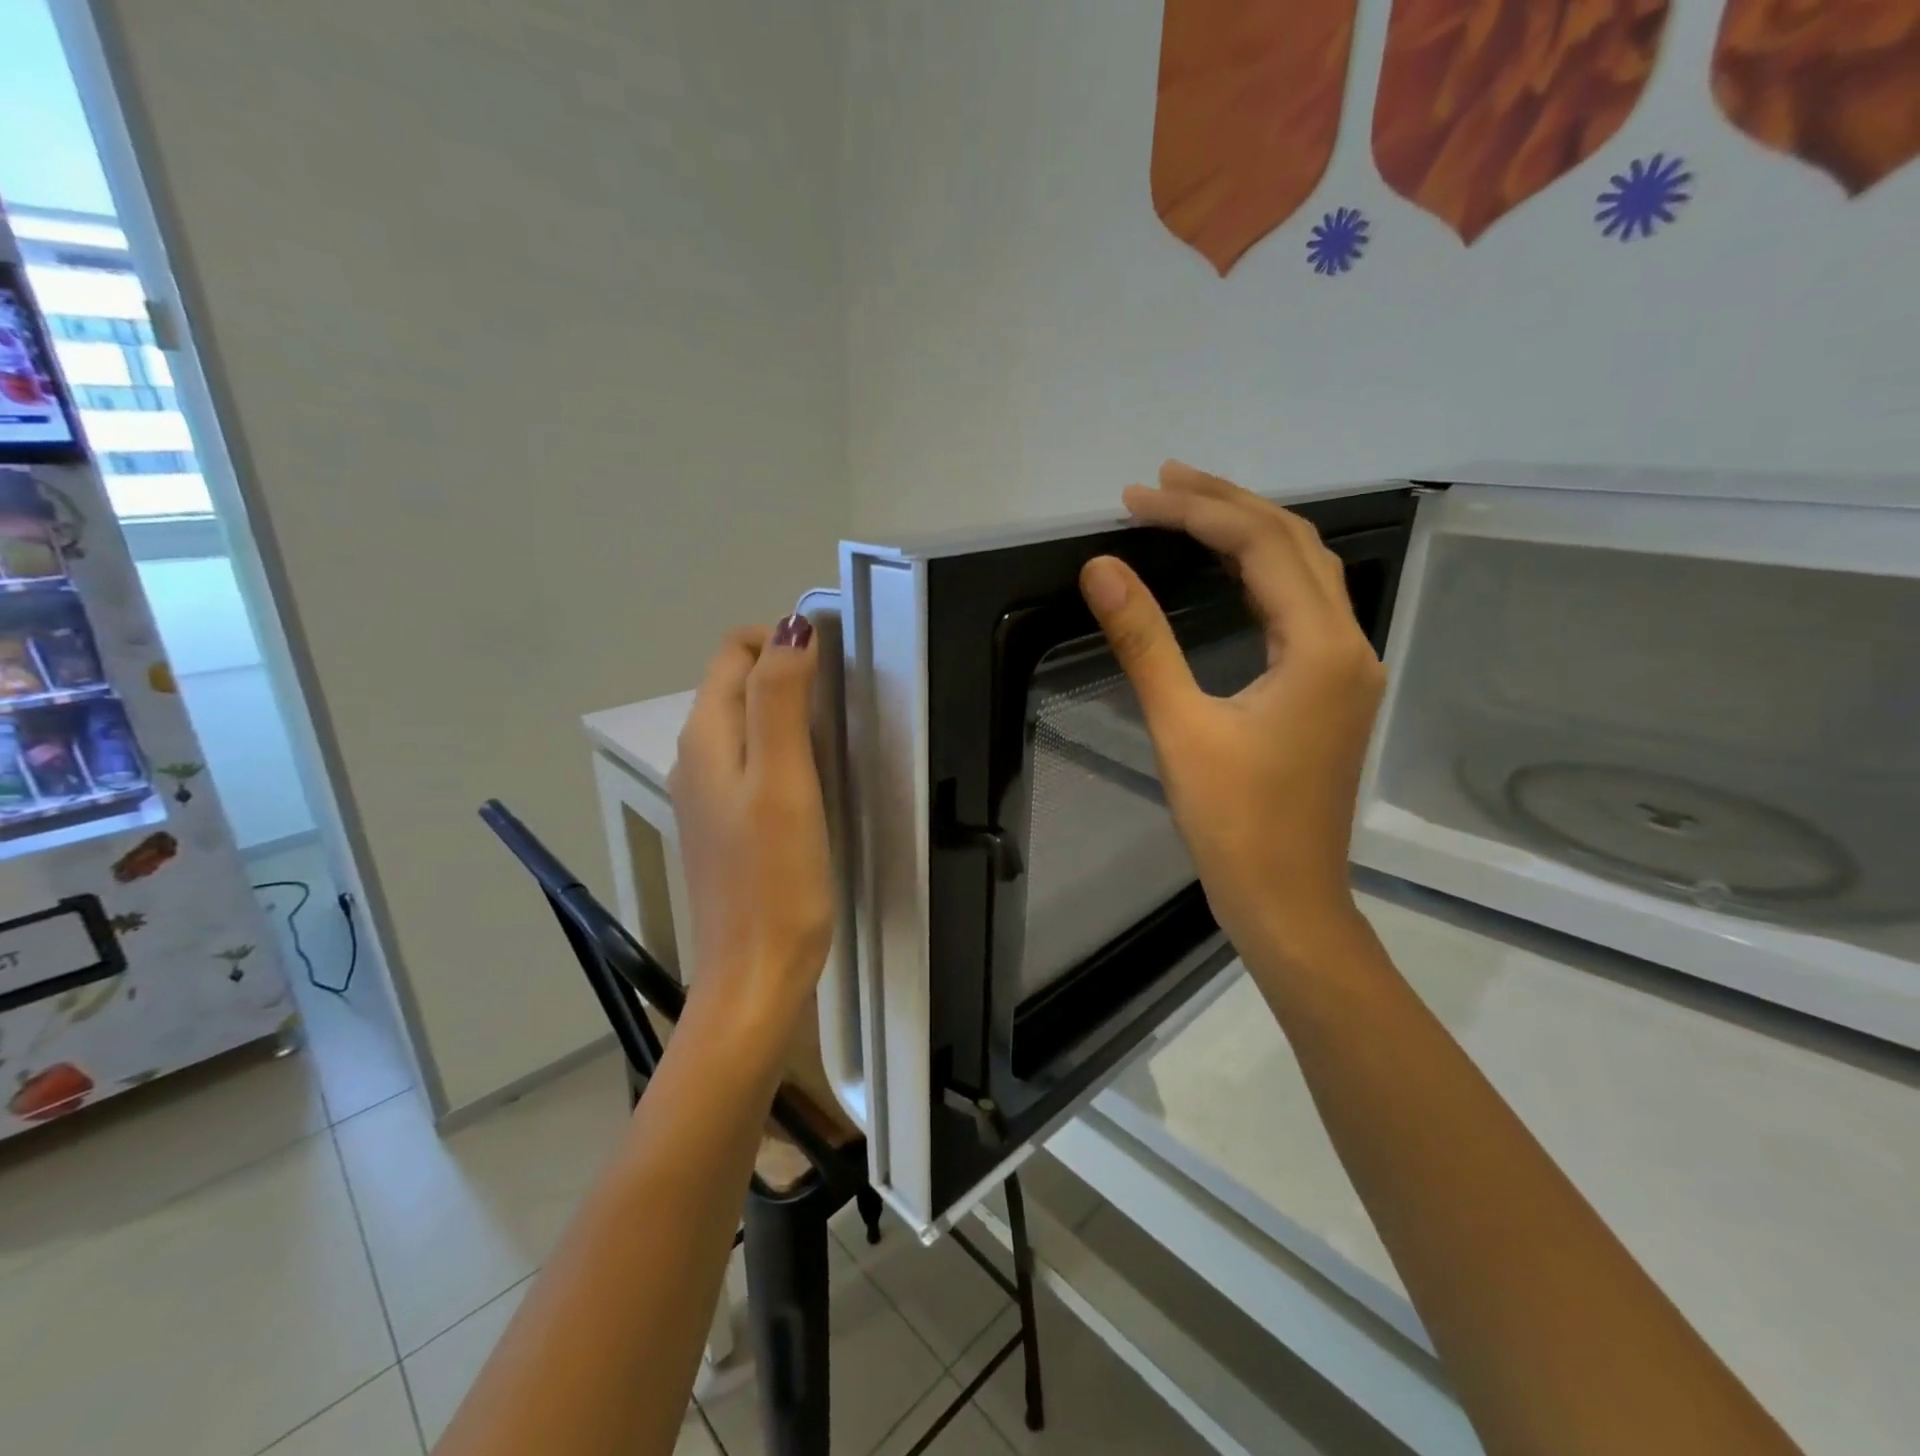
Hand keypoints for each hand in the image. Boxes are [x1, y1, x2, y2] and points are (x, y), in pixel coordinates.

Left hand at [669, 615, 833, 1038]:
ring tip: (837, 729)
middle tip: (844, 694)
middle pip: (735, 684)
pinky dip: (782, 747)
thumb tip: (791, 627)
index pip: (732, 653)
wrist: (755, 974)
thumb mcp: (783, 780)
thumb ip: (781, 700)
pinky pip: (750, 762)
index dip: (779, 639)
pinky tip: (815, 776)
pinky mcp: (727, 826)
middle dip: (785, 669)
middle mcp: (696, 759)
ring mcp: (708, 796)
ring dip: (786, 708)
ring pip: (744, 723)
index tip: (834, 661)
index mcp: (705, 739)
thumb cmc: (775, 879)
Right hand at [1079, 462, 1383, 963]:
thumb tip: (1103, 569)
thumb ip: (1144, 642)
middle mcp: (1348, 645)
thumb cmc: (1235, 824)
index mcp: (1321, 649)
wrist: (1287, 900)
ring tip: (1190, 508)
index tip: (1136, 498)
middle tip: (1162, 482)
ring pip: (1304, 573)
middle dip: (1227, 504)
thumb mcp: (1180, 729)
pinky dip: (1262, 574)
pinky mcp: (1332, 691)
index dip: (1197, 512)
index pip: (1262, 546)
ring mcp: (1347, 669)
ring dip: (1249, 533)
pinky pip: (1303, 608)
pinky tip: (1228, 571)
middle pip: (1294, 545)